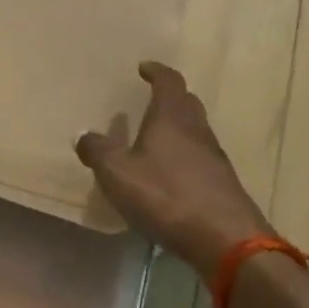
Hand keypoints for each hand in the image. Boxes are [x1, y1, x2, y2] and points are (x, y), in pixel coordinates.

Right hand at [75, 62, 266, 275]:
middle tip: (149, 101)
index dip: (156, 71)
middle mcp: (197, 129)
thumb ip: (98, 151)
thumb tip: (83, 134)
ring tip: (155, 139)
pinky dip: (185, 156)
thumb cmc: (166, 196)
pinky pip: (201, 157)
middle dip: (169, 97)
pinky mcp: (223, 183)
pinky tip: (170, 174)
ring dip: (178, 128)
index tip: (144, 67)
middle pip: (187, 102)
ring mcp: (214, 157)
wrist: (225, 239)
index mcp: (172, 117)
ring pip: (196, 130)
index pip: (169, 81)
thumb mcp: (118, 174)